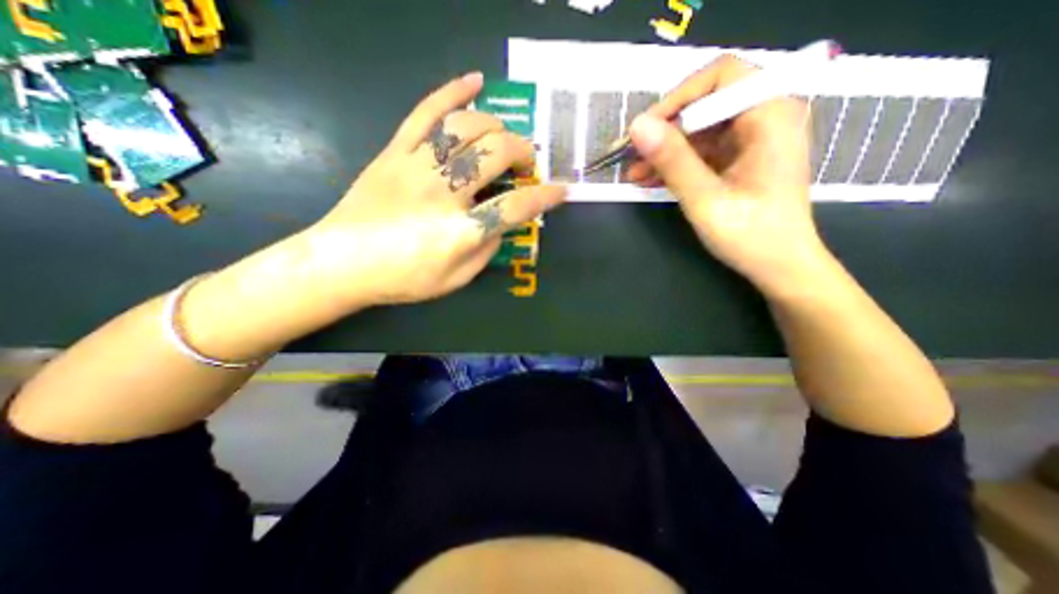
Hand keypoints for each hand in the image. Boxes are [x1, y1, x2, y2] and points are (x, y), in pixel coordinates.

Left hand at [301, 71, 565, 308]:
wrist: (340, 263)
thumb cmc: (402, 279)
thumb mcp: (455, 280)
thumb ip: (485, 250)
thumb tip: (502, 223)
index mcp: (460, 232)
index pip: (514, 207)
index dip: (544, 197)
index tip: (561, 190)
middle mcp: (442, 193)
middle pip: (495, 154)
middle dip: (523, 153)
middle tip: (527, 164)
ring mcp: (416, 166)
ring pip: (467, 127)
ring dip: (497, 128)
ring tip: (504, 139)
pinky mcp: (395, 152)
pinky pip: (426, 113)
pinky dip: (453, 92)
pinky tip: (475, 82)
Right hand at [622, 55, 831, 297]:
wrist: (780, 266)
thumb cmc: (750, 236)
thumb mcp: (705, 199)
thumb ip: (673, 161)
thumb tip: (637, 127)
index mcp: (770, 116)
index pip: (721, 77)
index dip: (678, 98)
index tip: (645, 130)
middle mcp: (765, 118)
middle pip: (706, 105)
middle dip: (664, 131)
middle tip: (629, 155)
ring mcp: (751, 140)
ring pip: (699, 131)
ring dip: (664, 151)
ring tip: (632, 173)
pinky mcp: (739, 159)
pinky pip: (701, 152)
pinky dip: (675, 164)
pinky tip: (649, 179)